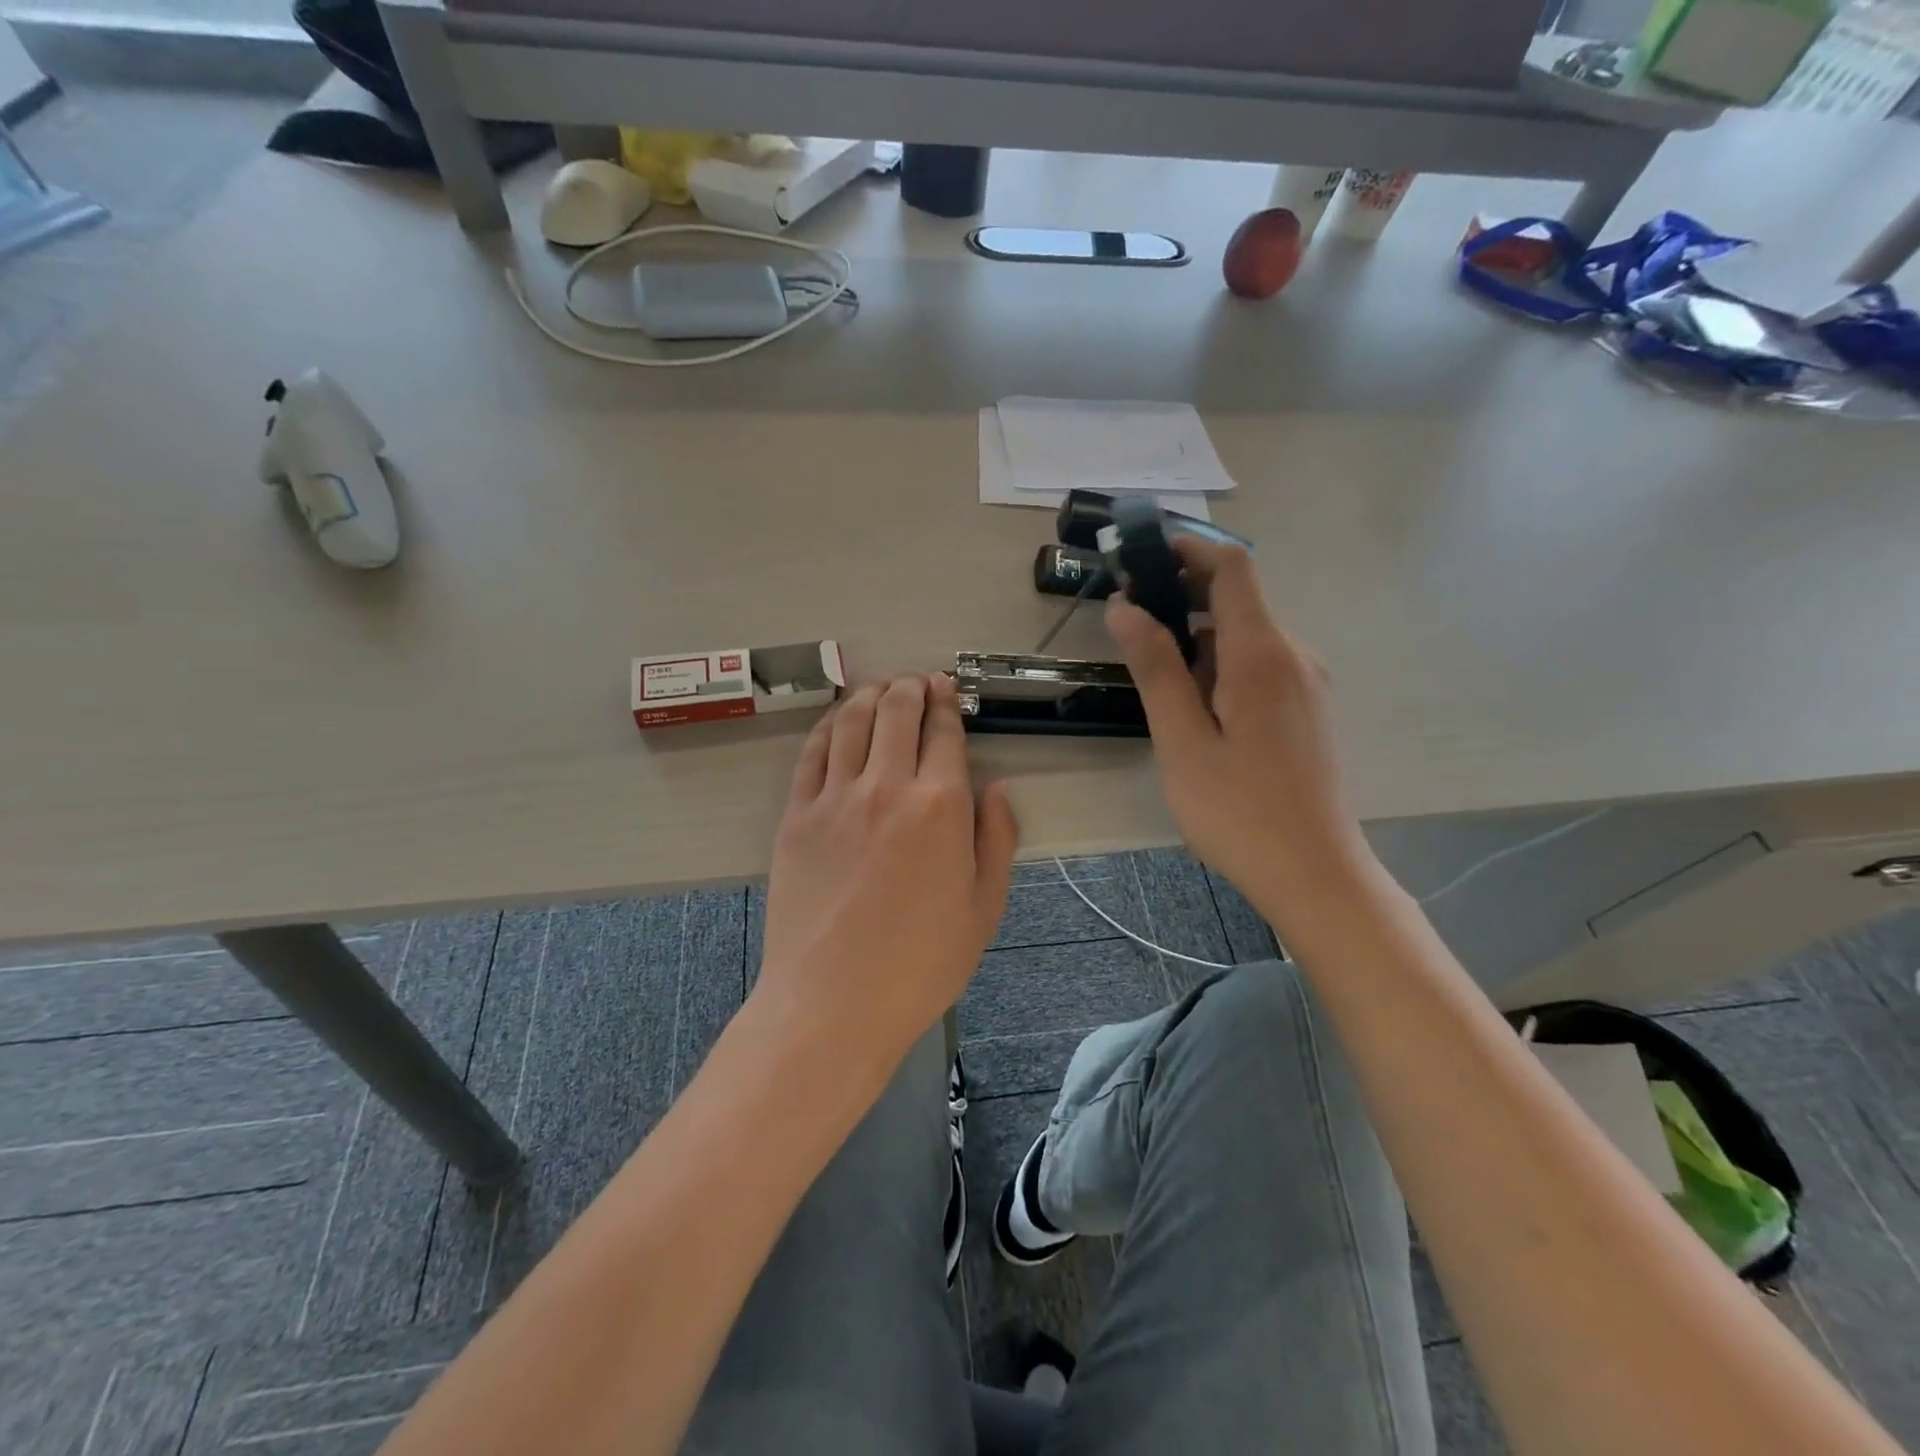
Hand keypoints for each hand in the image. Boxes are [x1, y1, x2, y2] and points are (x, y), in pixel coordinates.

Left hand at [758, 674, 1018, 1074]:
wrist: (833, 1002)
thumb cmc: (920, 964)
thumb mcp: (984, 909)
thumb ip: (997, 839)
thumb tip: (997, 788)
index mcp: (941, 806)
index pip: (944, 732)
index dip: (948, 703)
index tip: (948, 690)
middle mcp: (887, 786)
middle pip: (897, 711)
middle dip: (911, 687)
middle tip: (917, 683)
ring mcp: (835, 797)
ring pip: (852, 720)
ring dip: (870, 694)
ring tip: (880, 688)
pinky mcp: (796, 815)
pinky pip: (813, 752)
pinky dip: (829, 724)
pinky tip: (838, 719)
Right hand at [1105, 538, 1372, 922]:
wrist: (1315, 874)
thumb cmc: (1239, 811)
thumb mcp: (1182, 741)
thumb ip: (1155, 669)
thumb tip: (1125, 607)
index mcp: (1262, 655)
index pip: (1231, 568)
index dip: (1187, 549)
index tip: (1140, 557)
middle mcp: (1294, 655)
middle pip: (1237, 600)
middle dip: (1182, 599)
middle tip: (1129, 627)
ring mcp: (1306, 684)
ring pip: (1245, 638)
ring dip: (1198, 640)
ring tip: (1154, 678)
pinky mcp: (1307, 711)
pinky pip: (1260, 667)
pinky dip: (1220, 667)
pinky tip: (1194, 710)